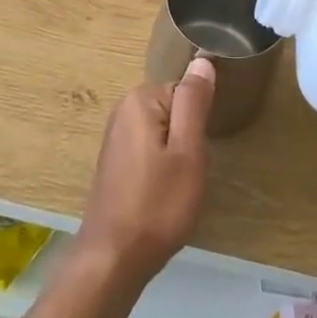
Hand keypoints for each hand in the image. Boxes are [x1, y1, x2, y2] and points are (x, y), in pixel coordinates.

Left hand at [76, 60, 214, 285]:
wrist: (114, 258)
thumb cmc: (158, 203)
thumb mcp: (188, 150)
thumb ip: (194, 101)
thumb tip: (202, 60)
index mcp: (140, 99)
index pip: (186, 93)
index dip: (198, 124)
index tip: (196, 154)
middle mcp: (122, 109)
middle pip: (174, 111)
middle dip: (188, 140)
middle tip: (187, 173)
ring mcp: (115, 136)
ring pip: (164, 133)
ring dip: (176, 157)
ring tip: (175, 187)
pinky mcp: (114, 160)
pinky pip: (150, 149)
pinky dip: (160, 168)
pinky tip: (160, 195)